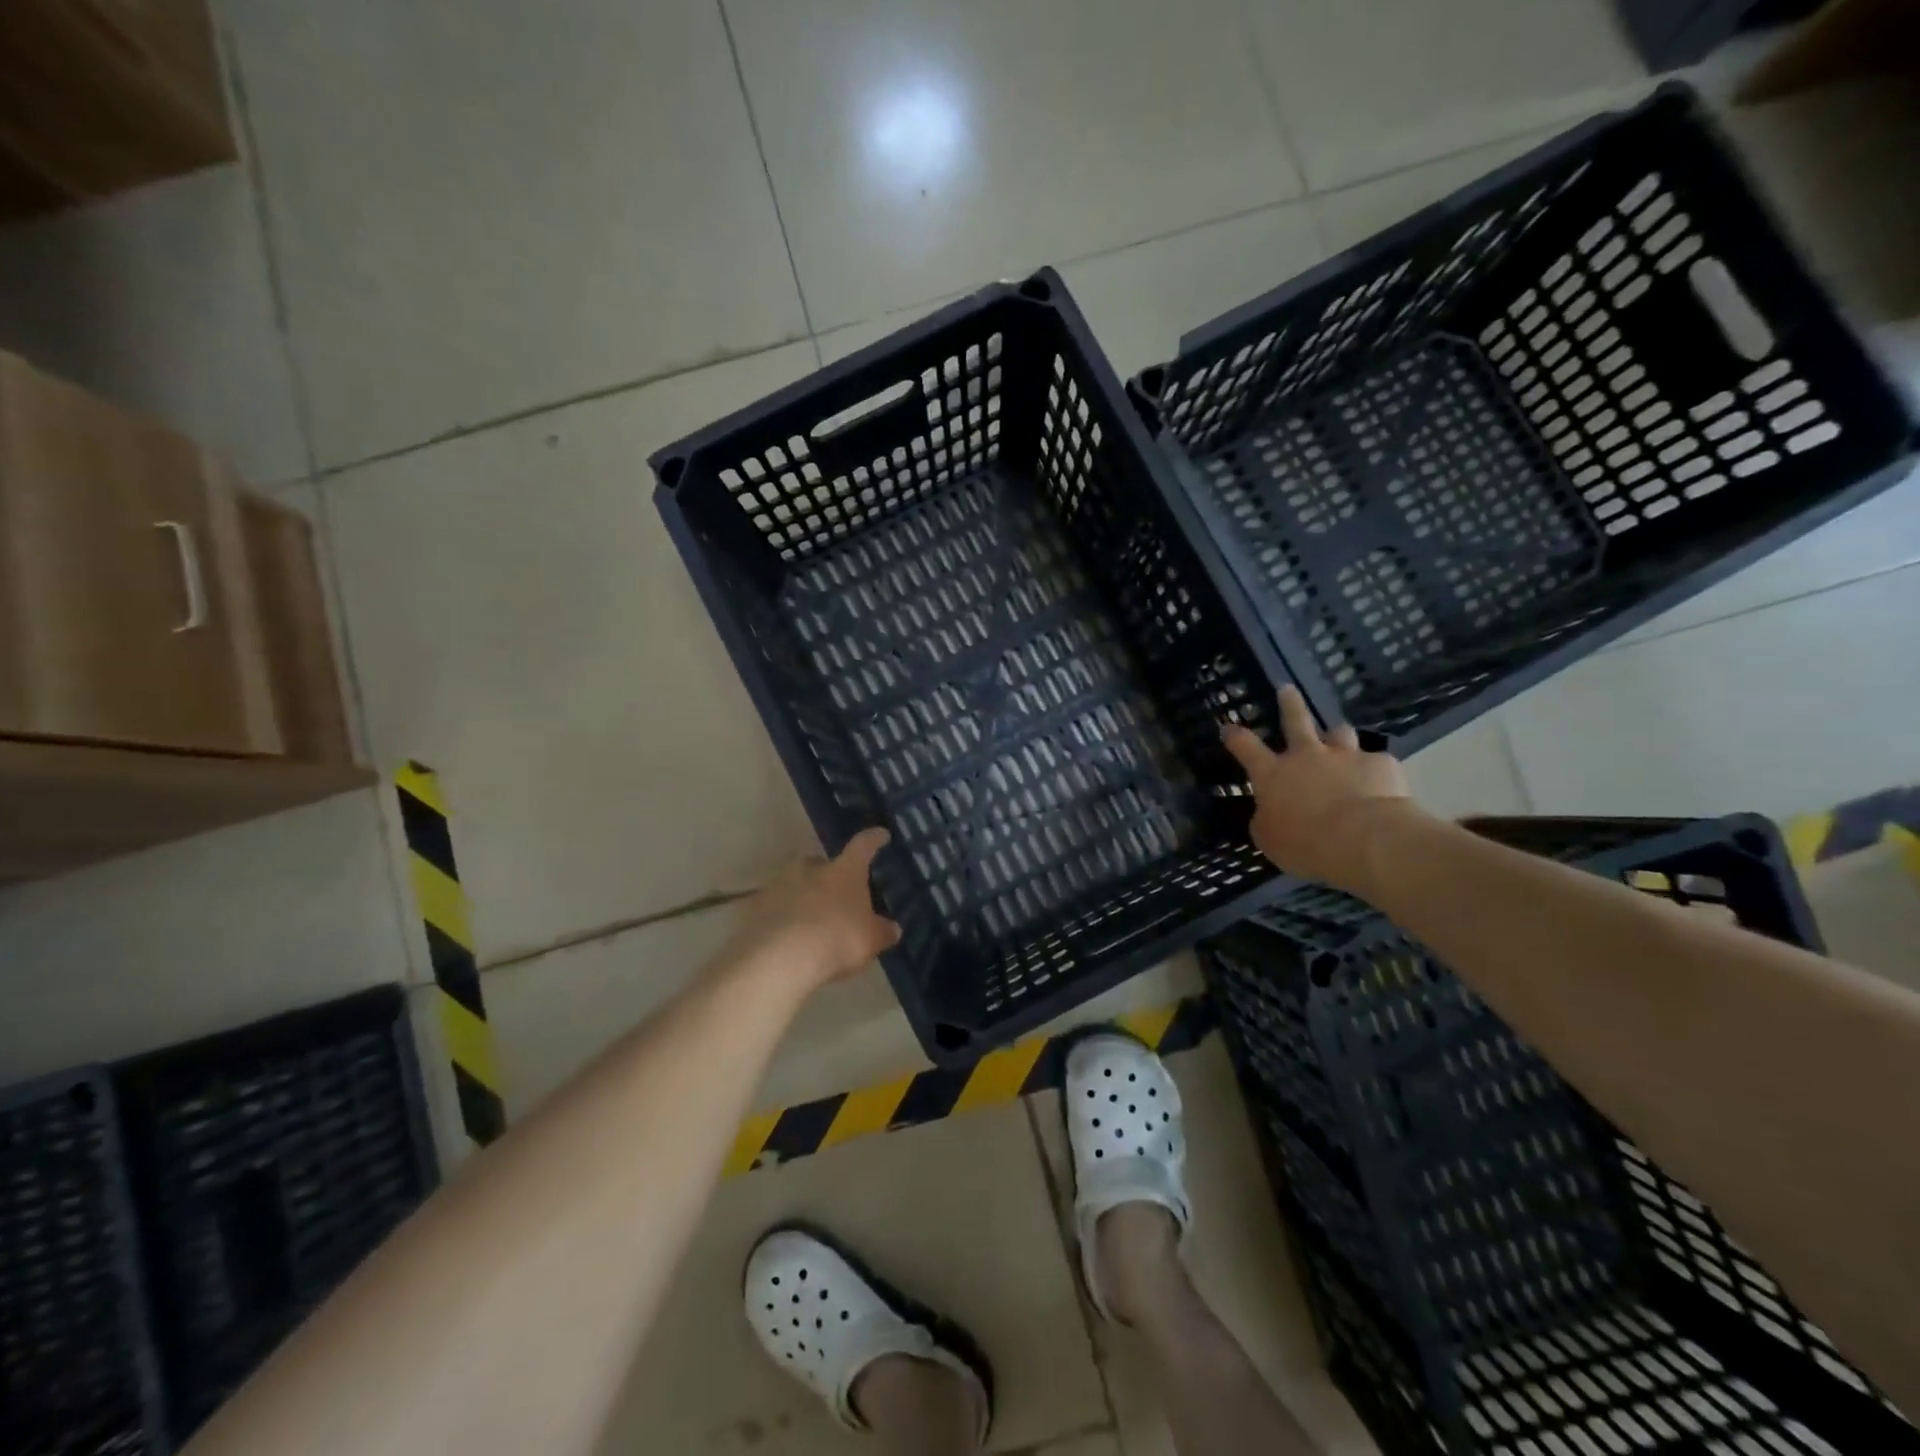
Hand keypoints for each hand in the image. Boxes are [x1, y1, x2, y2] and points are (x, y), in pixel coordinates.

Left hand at [722, 828, 901, 991]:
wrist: (778, 959)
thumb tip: (893, 928)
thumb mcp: (870, 940)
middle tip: (836, 893)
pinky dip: (782, 916)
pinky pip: (774, 906)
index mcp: (844, 871)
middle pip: (821, 863)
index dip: (873, 839)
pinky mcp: (756, 906)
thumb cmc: (836, 940)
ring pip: (794, 882)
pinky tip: (787, 937)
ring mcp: (779, 884)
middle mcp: (811, 868)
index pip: (863, 846)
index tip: (880, 834)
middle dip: (828, 874)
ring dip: (803, 895)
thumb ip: (883, 932)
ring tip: (810, 920)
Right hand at [1221, 686, 1416, 893]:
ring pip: (1340, 732)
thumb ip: (1267, 820)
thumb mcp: (1270, 839)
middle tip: (1288, 689)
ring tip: (1339, 738)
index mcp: (1273, 774)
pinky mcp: (1381, 764)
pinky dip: (1375, 770)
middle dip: (1289, 703)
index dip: (1235, 736)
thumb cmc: (1305, 843)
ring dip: (1337, 735)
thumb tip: (1270, 812)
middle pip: (1295, 720)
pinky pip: (1376, 762)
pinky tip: (1381, 784)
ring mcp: (1346, 756)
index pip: (1246, 747)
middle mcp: (1307, 756)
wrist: (1365, 840)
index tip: (1228, 726)